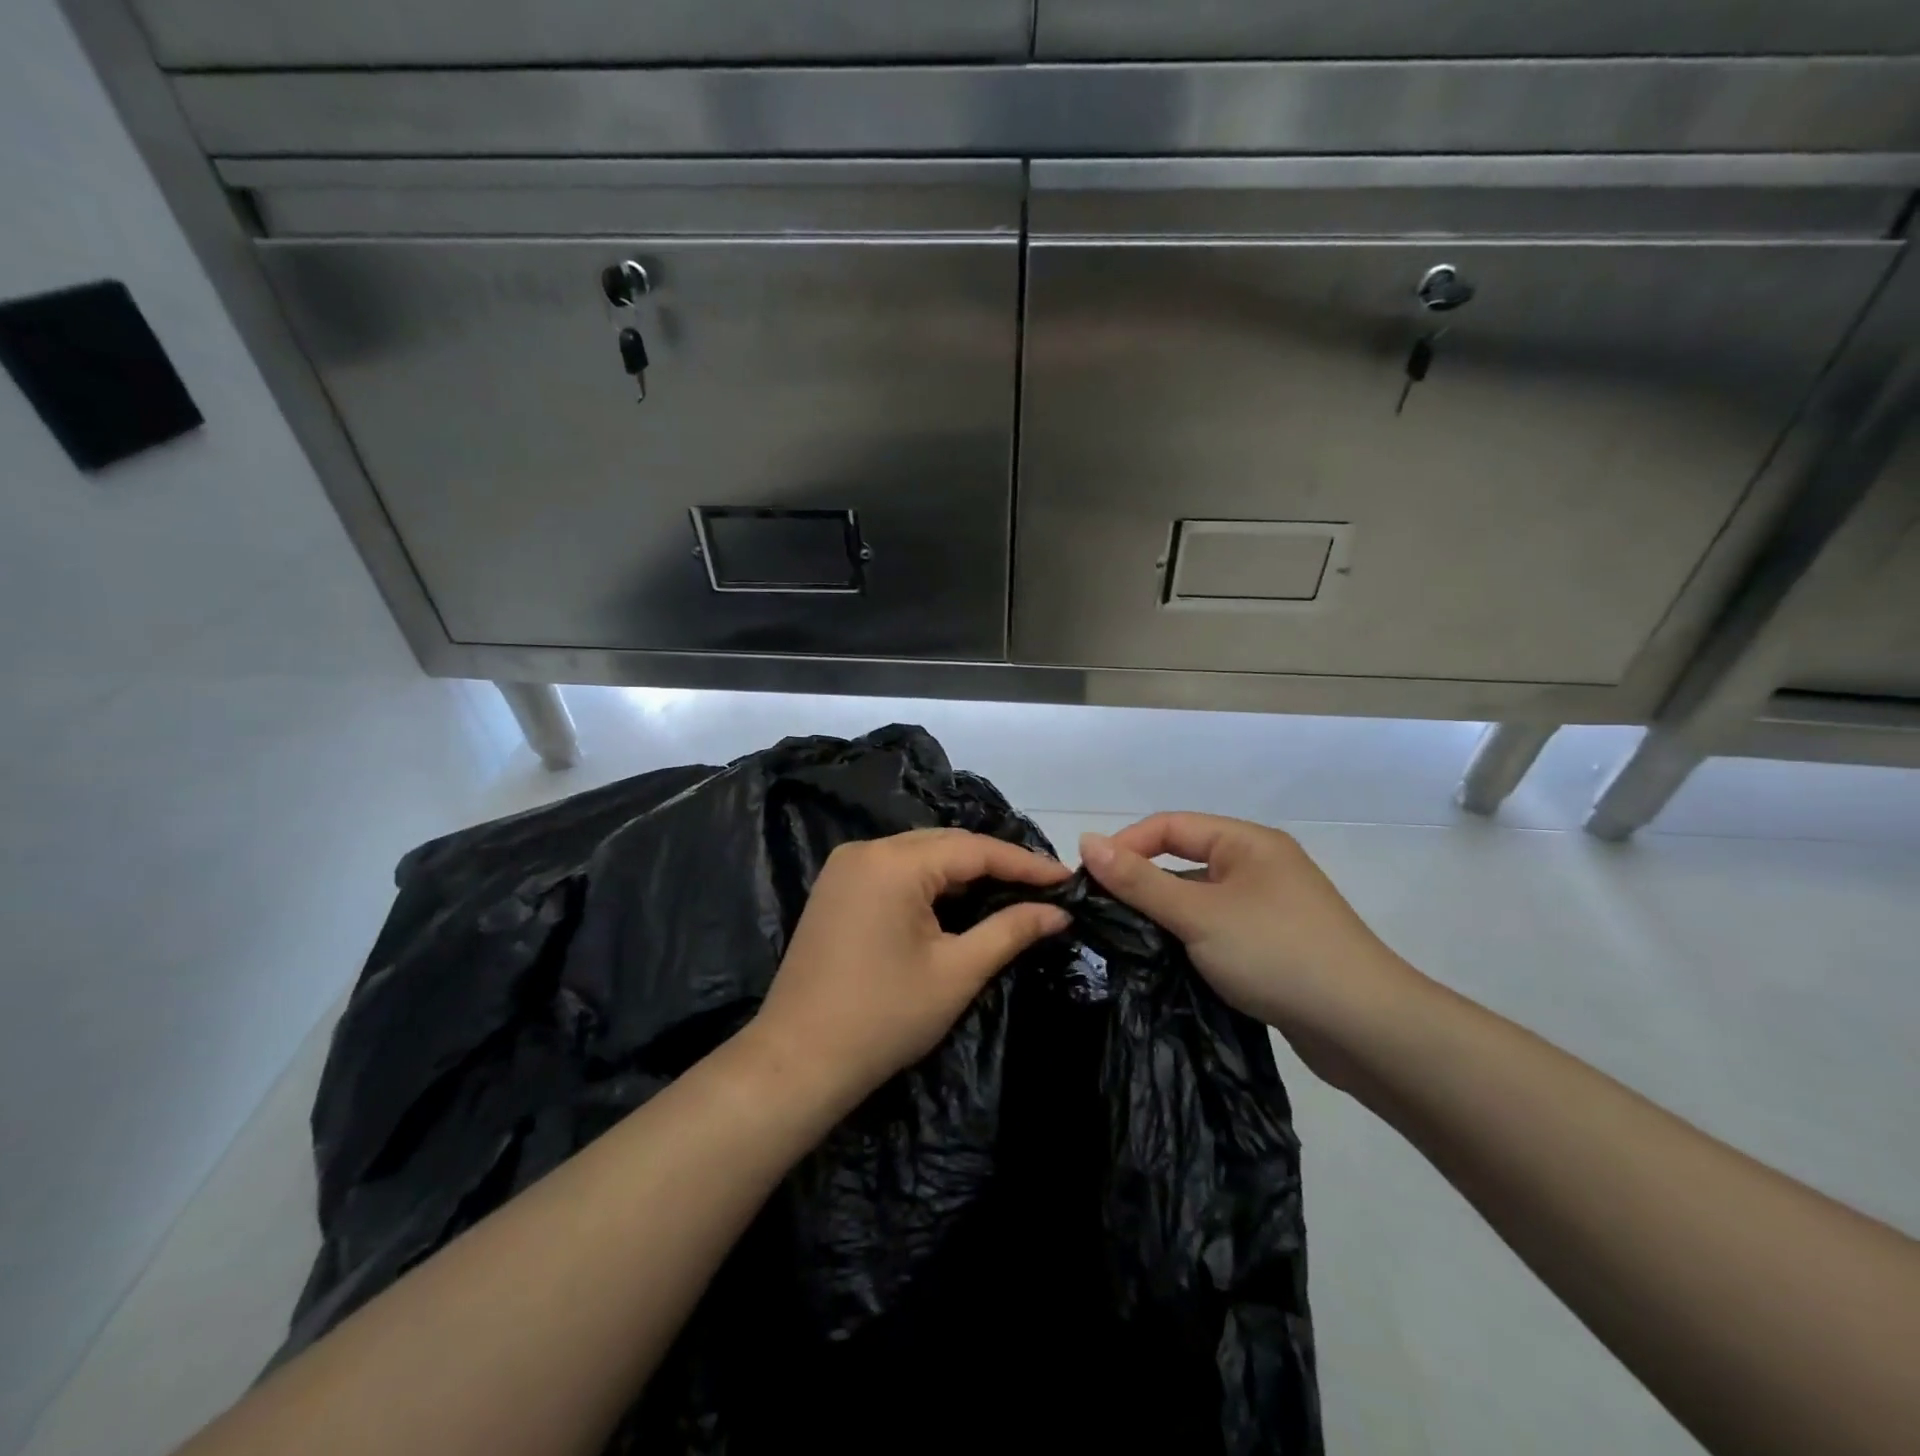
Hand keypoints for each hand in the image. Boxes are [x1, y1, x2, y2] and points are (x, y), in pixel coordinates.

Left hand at [746, 829, 1072, 1111]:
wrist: (797, 1060)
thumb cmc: (883, 1017)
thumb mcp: (957, 972)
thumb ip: (1010, 930)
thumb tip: (1058, 911)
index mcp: (894, 862)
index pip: (974, 850)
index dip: (1024, 864)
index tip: (1067, 878)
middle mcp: (867, 849)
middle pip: (946, 844)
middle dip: (996, 864)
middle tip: (1043, 886)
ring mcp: (846, 867)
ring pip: (921, 855)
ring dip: (965, 872)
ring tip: (1012, 891)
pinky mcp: (837, 888)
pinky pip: (897, 870)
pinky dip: (932, 882)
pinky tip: (960, 900)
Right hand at [1079, 814, 1426, 1087]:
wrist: (1366, 1029)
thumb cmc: (1277, 953)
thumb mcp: (1198, 914)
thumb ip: (1140, 881)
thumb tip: (1086, 840)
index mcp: (1247, 843)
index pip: (1170, 826)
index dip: (1126, 845)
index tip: (1090, 880)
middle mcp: (1259, 866)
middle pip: (1184, 861)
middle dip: (1143, 885)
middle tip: (1103, 916)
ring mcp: (1269, 908)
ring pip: (1199, 900)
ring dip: (1165, 917)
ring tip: (1126, 944)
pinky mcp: (1274, 946)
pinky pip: (1217, 930)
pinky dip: (1190, 941)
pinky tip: (1167, 965)